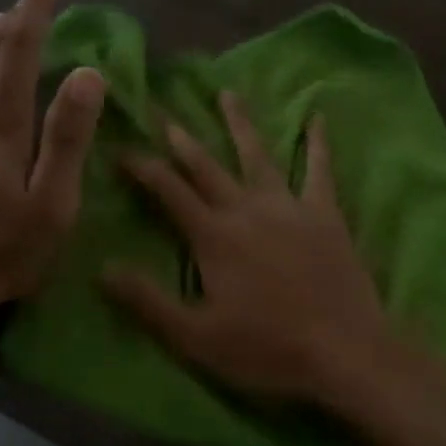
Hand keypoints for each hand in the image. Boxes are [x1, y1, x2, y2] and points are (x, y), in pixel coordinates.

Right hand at [101, 92, 390, 405]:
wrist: (343, 351)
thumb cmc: (265, 349)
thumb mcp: (194, 337)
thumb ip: (147, 301)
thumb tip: (102, 267)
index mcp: (213, 236)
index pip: (168, 191)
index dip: (142, 167)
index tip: (121, 148)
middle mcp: (247, 209)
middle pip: (207, 166)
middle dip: (181, 138)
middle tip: (162, 112)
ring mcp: (289, 207)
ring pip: (258, 155)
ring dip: (240, 124)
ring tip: (227, 94)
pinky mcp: (325, 215)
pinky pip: (320, 169)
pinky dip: (317, 142)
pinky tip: (317, 116)